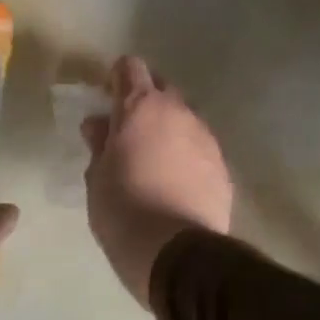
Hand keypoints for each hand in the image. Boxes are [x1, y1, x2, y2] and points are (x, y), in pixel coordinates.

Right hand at [82, 56, 233, 307]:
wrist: (177, 251)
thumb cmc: (123, 210)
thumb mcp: (97, 178)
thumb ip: (100, 144)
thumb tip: (98, 124)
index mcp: (141, 107)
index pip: (131, 68)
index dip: (118, 77)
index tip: (108, 96)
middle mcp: (178, 111)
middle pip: (162, 88)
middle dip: (146, 100)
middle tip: (128, 129)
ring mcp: (205, 136)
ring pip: (184, 118)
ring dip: (169, 128)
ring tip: (154, 158)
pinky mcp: (222, 163)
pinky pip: (200, 146)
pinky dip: (187, 153)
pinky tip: (177, 180)